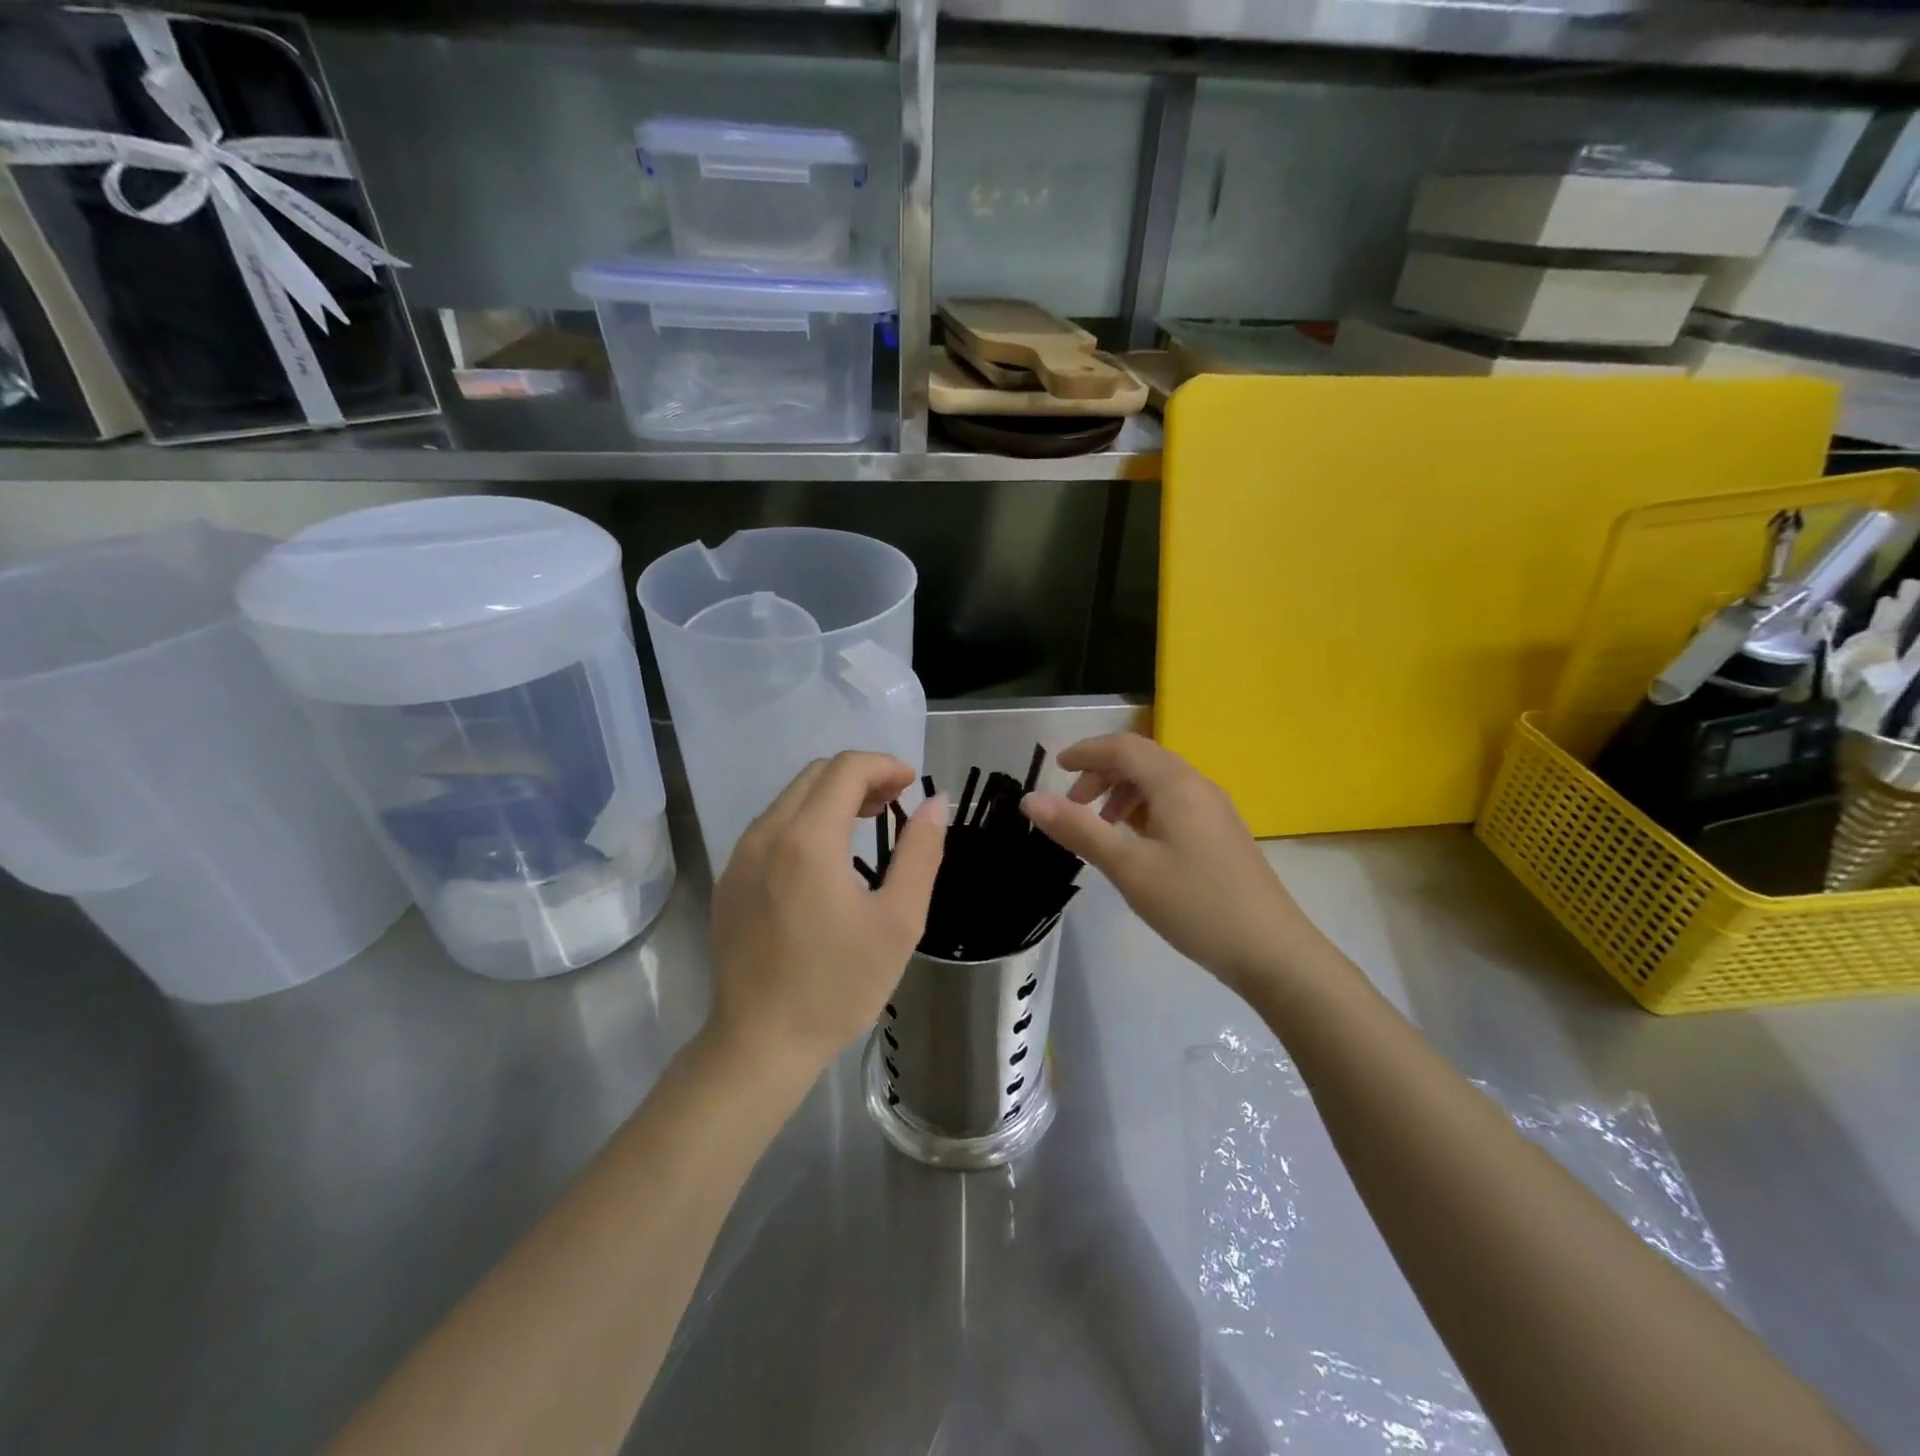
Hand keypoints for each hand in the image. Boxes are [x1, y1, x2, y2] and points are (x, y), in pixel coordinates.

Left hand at [708, 752, 945, 1078]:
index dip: (885, 766)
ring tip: (865, 826)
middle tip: (894, 806)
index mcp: (808, 839)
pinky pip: (771, 827)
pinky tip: (825, 860)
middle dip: (860, 777)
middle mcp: (766, 834)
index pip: (846, 769)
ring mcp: (740, 856)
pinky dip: (805, 821)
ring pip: (790, 798)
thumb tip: (935, 803)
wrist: (760, 1044)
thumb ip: (920, 852)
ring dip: (831, 798)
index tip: (912, 787)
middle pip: (815, 775)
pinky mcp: (730, 879)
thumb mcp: (899, 921)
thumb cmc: (838, 985)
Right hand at [1020, 734, 1318, 993]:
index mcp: (1176, 785)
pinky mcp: (1221, 834)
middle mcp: (1197, 786)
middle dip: (1102, 774)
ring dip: (1123, 794)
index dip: (1087, 752)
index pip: (1124, 747)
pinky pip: (1174, 804)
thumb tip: (1030, 799)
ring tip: (1101, 828)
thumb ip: (1079, 830)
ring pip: (1159, 783)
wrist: (1271, 951)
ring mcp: (1214, 810)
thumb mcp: (1128, 868)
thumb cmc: (1194, 904)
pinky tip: (1135, 844)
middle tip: (1074, 806)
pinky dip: (1144, 811)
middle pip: (1142, 761)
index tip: (1056, 767)